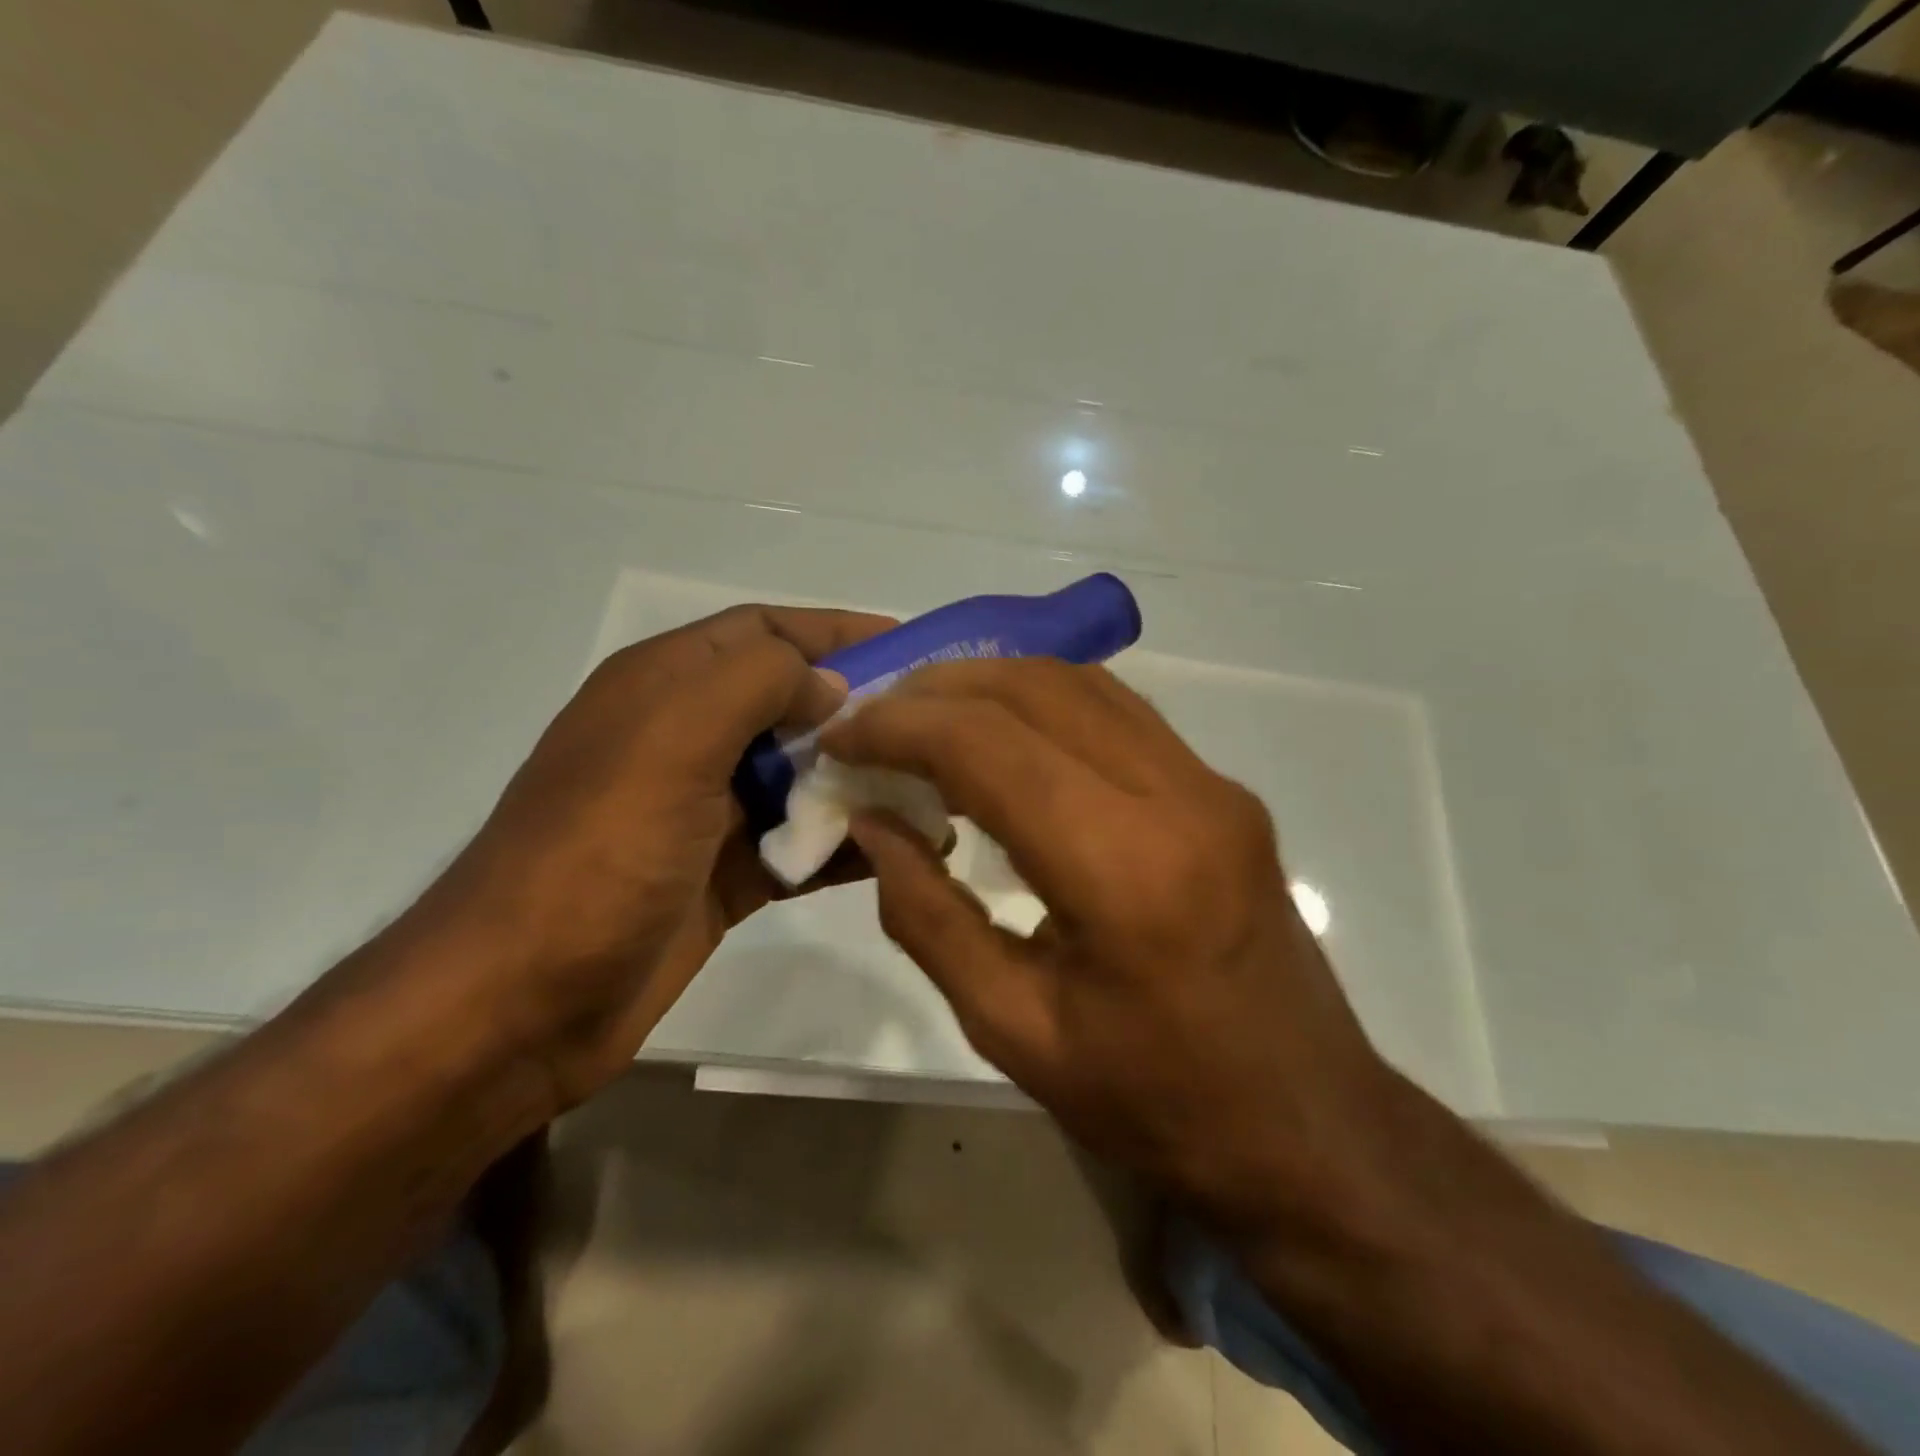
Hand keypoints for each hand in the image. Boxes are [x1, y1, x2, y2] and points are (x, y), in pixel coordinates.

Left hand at [407, 604, 893, 1110]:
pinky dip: (846, 842)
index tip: (911, 646)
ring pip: (802, 776)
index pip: (763, 632)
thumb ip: (756, 685)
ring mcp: (707, 811)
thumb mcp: (672, 739)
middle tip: (937, 725)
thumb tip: (829, 686)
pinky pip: (800, 843)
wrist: (522, 1003)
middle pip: (791, 703)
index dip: (835, 630)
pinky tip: (903, 849)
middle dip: (861, 708)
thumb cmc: (599, 853)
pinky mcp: (727, 874)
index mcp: (665, 687)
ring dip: (862, 778)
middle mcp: (687, 738)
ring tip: (936, 788)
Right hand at [820, 658, 1404, 1232]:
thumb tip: (873, 825)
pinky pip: (1117, 711)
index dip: (900, 728)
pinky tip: (1001, 734)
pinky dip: (1042, 701)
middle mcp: (1177, 798)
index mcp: (1123, 871)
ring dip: (990, 683)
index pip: (989, 748)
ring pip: (1080, 683)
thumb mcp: (1012, 1030)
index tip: (842, 738)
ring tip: (924, 717)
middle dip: (937, 689)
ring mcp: (1211, 784)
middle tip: (874, 719)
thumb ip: (927, 917)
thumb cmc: (1153, 1100)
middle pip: (1035, 689)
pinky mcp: (1223, 789)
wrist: (1306, 1123)